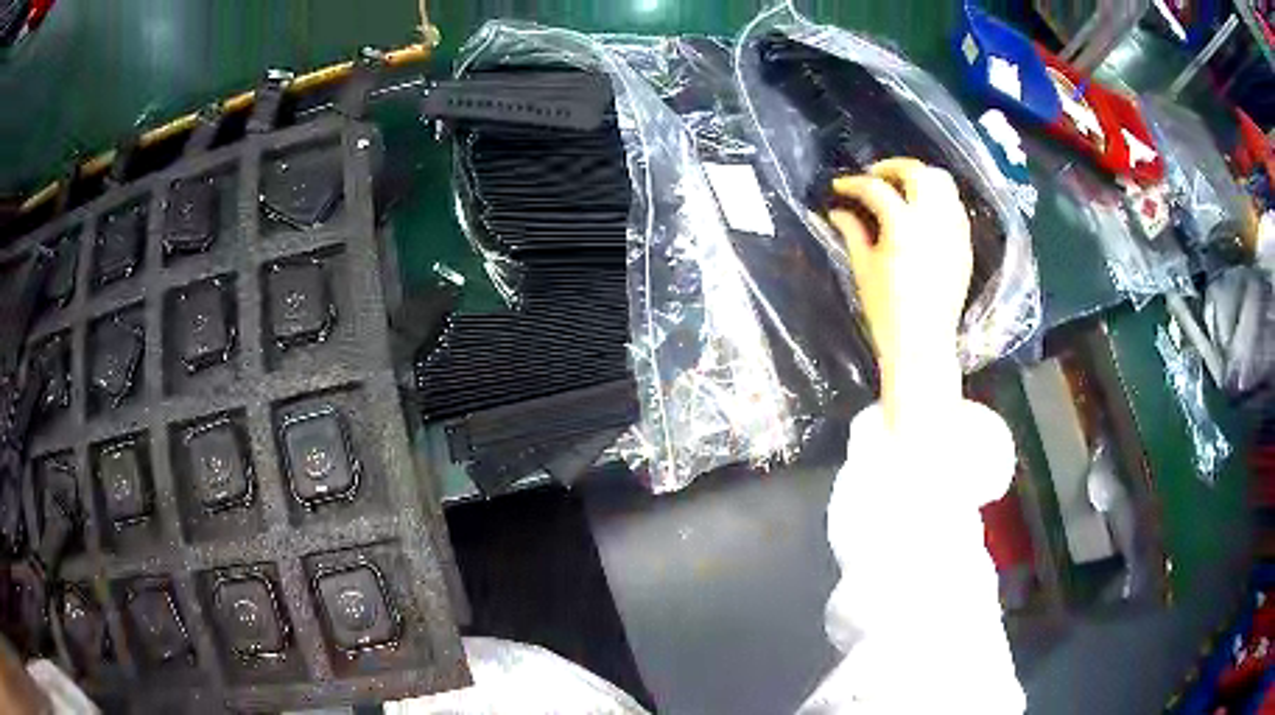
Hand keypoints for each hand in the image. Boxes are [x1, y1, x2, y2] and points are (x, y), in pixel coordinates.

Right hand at [825, 158, 971, 431]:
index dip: (853, 184)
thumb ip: (851, 231)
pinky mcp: (964, 244)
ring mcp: (954, 231)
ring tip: (901, 190)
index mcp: (904, 227)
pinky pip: (954, 206)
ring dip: (919, 178)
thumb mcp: (863, 268)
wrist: (923, 345)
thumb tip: (837, 210)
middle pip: (917, 172)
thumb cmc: (887, 311)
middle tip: (874, 178)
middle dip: (892, 168)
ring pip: (943, 183)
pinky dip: (937, 198)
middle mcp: (934, 221)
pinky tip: (922, 212)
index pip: (876, 189)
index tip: (840, 187)